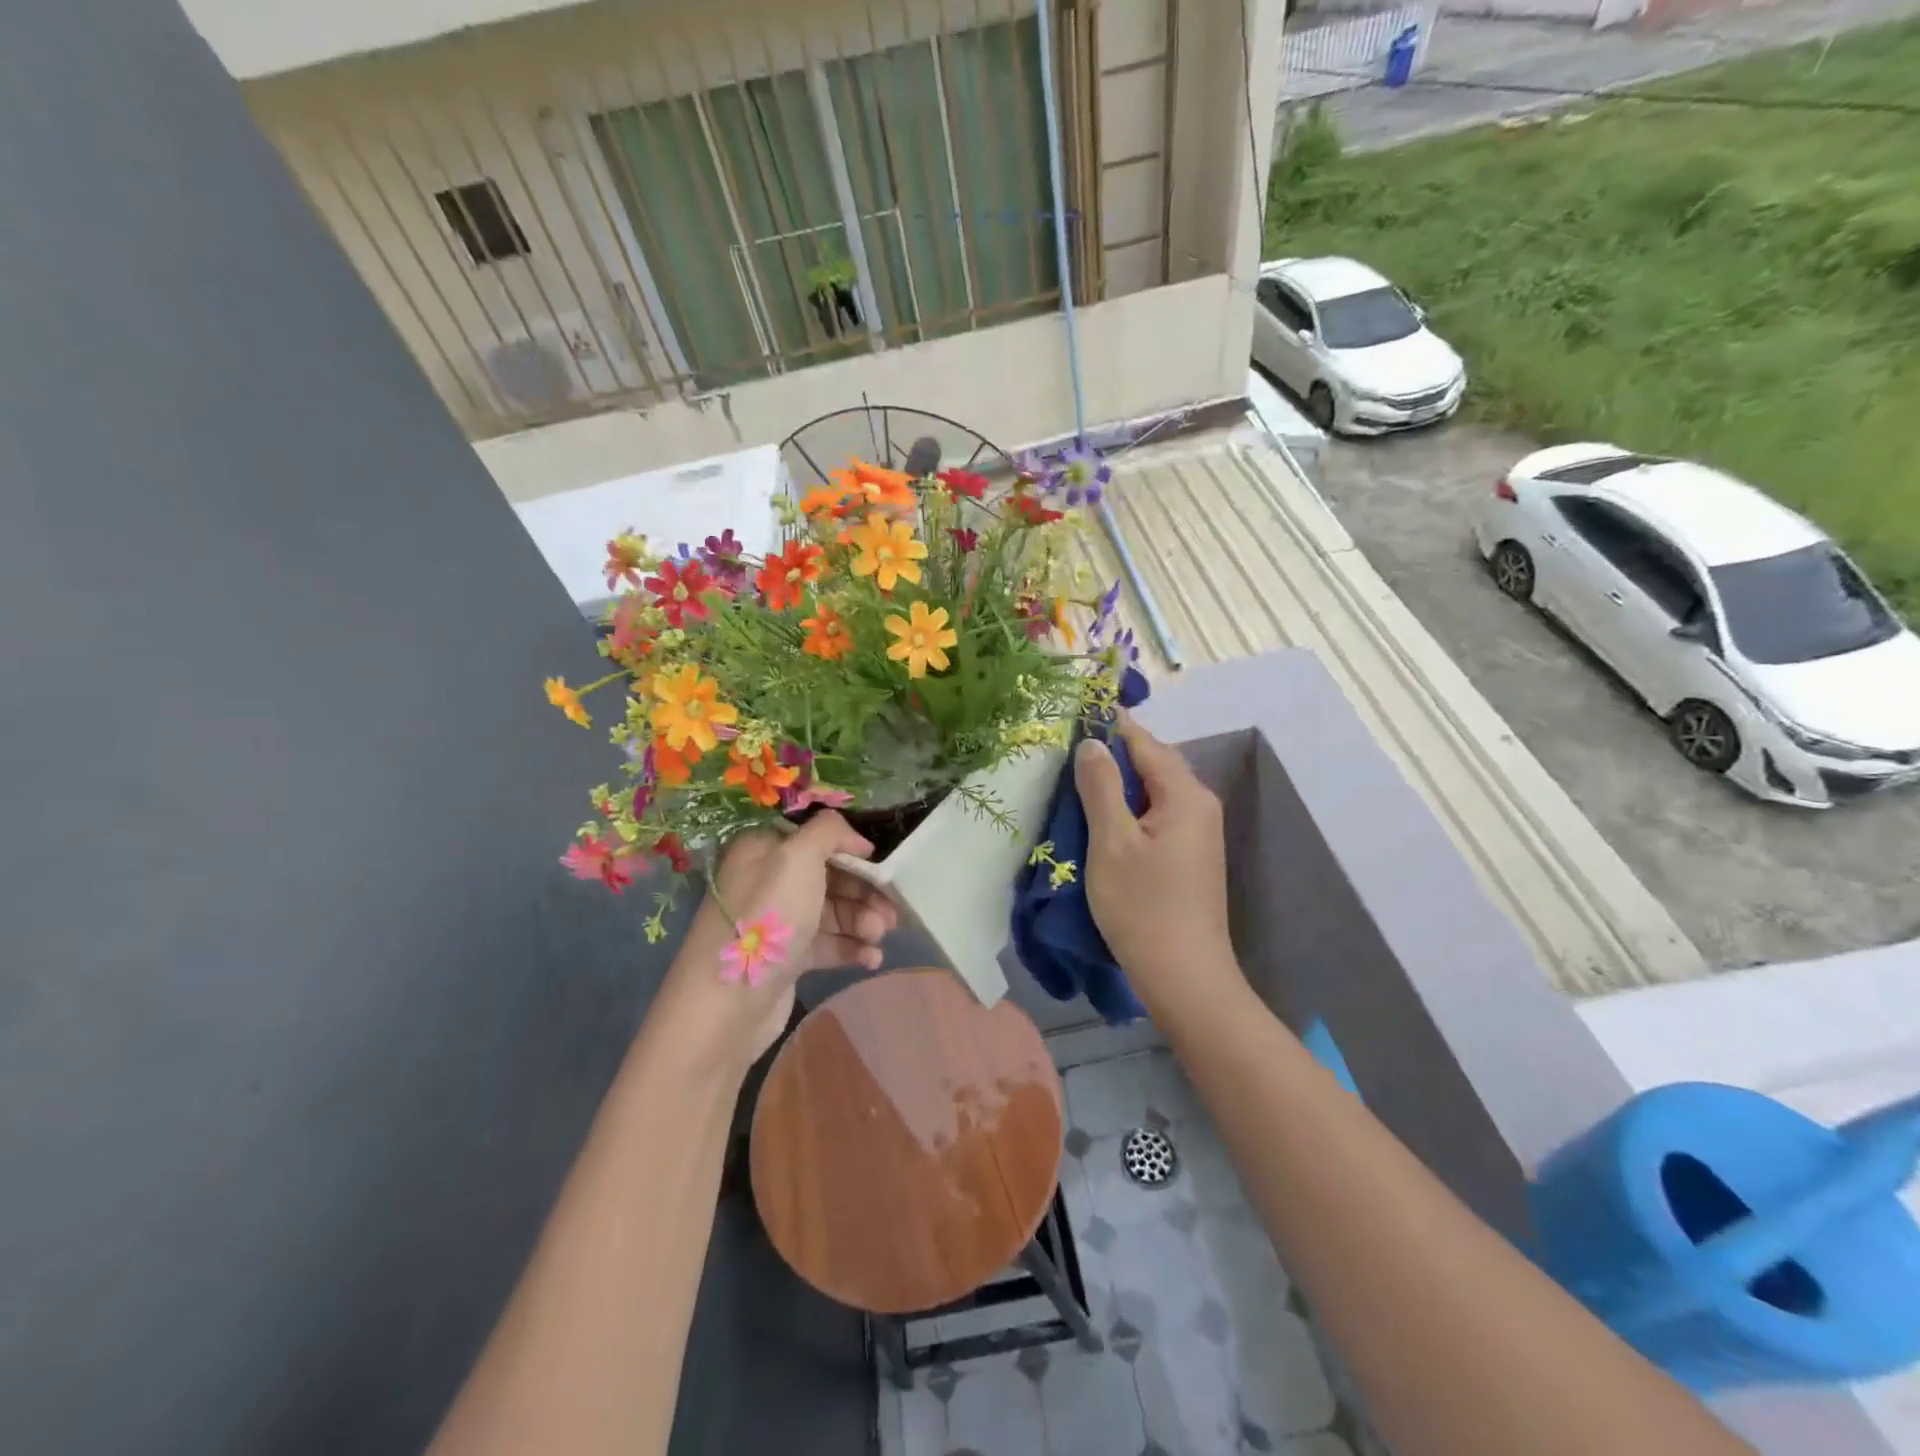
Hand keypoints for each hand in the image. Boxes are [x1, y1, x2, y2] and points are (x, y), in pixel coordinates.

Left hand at [660, 812, 898, 1068]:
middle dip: (864, 892)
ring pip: (832, 912)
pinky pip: (827, 944)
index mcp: (765, 850)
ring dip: (861, 921)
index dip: (852, 850)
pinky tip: (871, 959)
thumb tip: (858, 839)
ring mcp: (778, 922)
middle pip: (830, 876)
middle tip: (890, 912)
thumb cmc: (766, 919)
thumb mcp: (798, 857)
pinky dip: (851, 948)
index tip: (883, 867)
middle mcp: (769, 880)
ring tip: (879, 937)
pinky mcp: (786, 958)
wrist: (726, 1004)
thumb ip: (830, 832)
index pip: (817, 839)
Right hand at [1074, 717, 1235, 1018]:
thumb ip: (1100, 786)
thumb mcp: (1111, 841)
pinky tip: (1102, 820)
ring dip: (1119, 784)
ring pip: (1154, 791)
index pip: (1144, 743)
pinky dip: (1130, 809)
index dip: (1110, 726)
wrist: (1185, 976)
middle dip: (1113, 756)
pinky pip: (1158, 815)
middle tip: (1068, 753)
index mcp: (1185, 794)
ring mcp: (1199, 832)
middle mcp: (1200, 804)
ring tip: (1077, 784)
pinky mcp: (1191, 855)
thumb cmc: (1142, 906)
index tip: (1075, 714)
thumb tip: (1092, 743)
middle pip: (1153, 764)